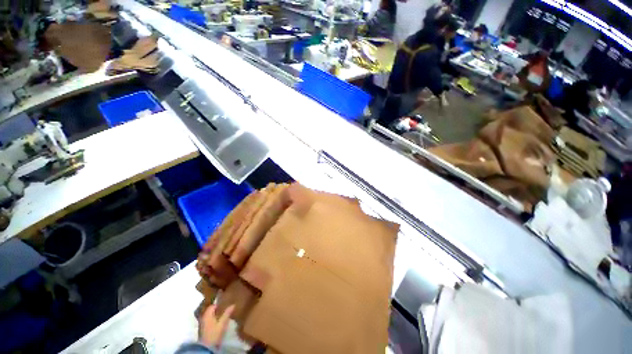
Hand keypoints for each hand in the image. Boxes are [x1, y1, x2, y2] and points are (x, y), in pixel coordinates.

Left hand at [200, 304, 234, 347]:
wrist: (206, 347)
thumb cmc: (214, 333)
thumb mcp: (222, 323)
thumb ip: (227, 313)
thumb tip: (233, 305)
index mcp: (207, 314)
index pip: (212, 306)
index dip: (219, 304)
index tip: (225, 304)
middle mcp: (203, 317)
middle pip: (210, 311)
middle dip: (217, 310)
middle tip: (224, 309)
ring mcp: (201, 324)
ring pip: (209, 316)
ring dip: (214, 315)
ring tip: (222, 316)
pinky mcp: (202, 330)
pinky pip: (208, 321)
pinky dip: (212, 320)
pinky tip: (217, 323)